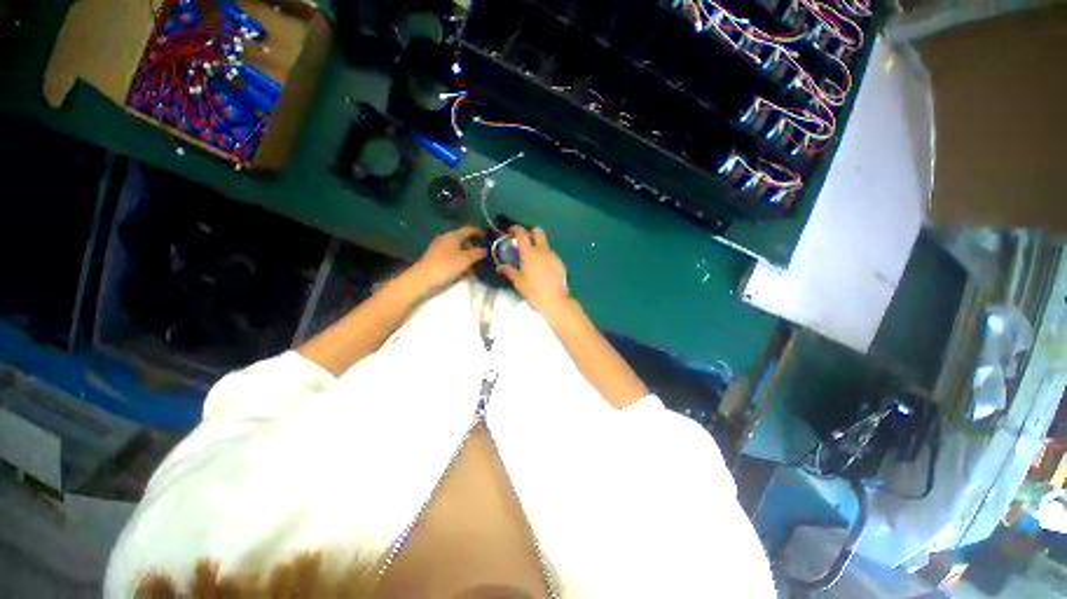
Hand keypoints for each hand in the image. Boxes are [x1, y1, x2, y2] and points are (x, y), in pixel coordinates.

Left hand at [409, 226, 485, 292]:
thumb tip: (486, 250)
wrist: (423, 279)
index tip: (487, 237)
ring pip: (458, 249)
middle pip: (463, 240)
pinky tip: (464, 270)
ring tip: (475, 266)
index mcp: (453, 236)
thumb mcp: (466, 259)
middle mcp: (445, 239)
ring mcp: (439, 248)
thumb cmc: (446, 265)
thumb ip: (478, 253)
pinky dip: (460, 260)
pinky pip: (452, 256)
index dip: (478, 232)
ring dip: (467, 256)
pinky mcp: (436, 258)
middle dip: (474, 247)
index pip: (468, 230)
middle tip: (483, 256)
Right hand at [498, 226, 569, 312]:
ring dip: (537, 246)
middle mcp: (542, 250)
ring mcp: (553, 255)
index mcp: (529, 252)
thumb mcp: (518, 281)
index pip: (521, 233)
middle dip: (530, 233)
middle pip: (538, 231)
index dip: (515, 229)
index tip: (510, 232)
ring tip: (531, 260)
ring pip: (545, 243)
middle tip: (523, 243)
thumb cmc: (533, 291)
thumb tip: (500, 266)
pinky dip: (544, 256)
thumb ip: (509, 271)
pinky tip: (541, 269)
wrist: (555, 300)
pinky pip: (550, 254)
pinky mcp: (559, 262)